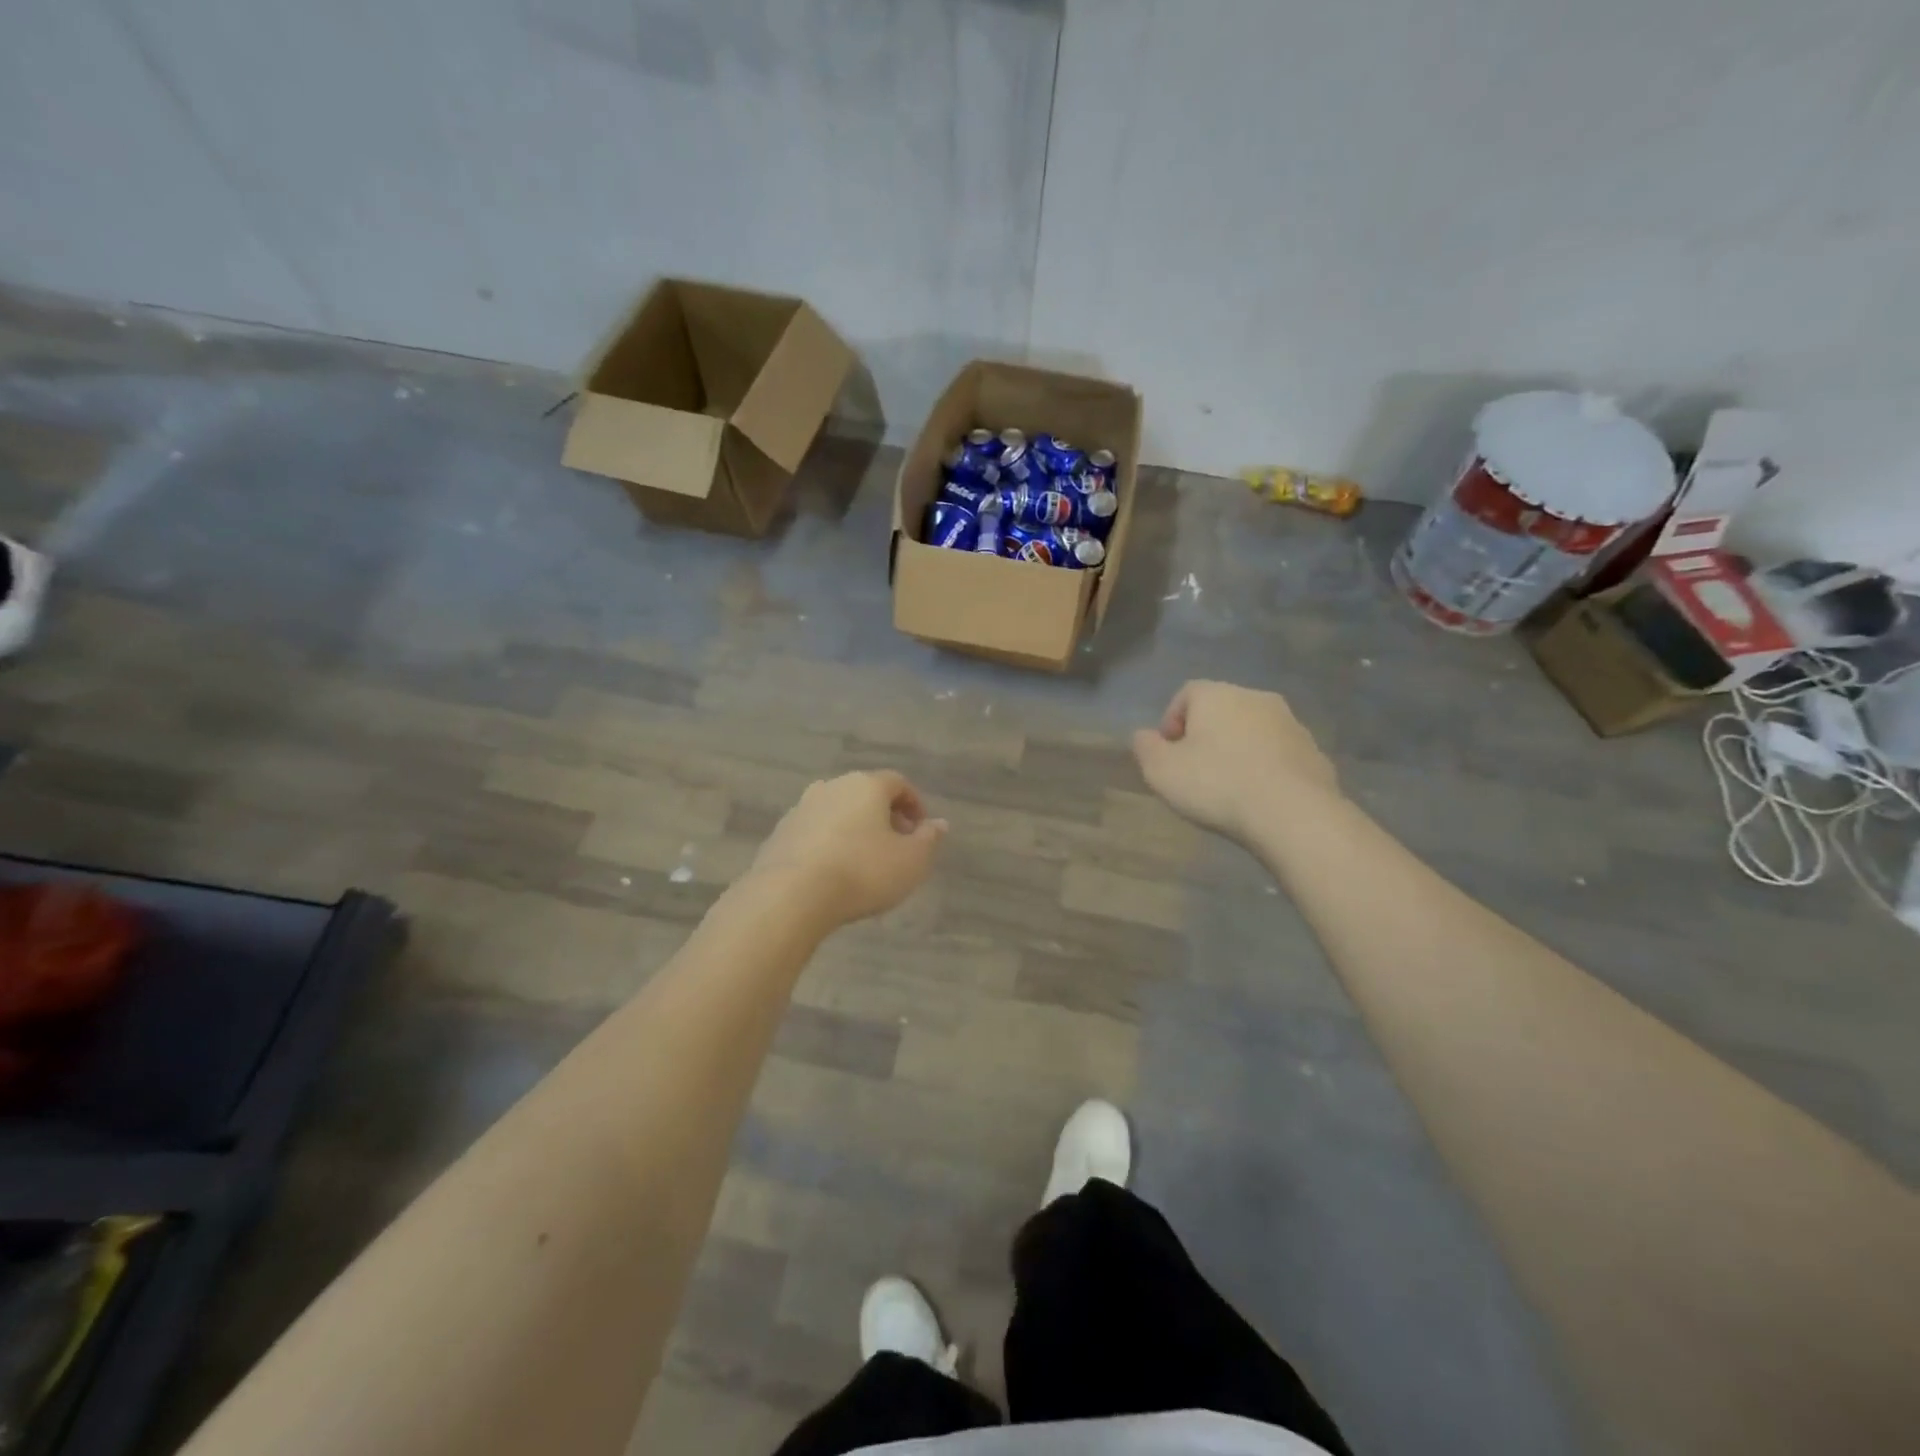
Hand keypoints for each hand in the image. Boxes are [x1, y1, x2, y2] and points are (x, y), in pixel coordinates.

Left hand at [746, 771, 947, 928]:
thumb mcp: (911, 861)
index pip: (898, 782)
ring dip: (854, 829)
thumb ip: (929, 839)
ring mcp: (801, 808)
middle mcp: (832, 787)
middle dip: (884, 816)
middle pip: (865, 794)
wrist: (790, 895)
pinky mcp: (780, 833)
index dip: (914, 804)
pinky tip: (832, 871)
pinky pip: (814, 832)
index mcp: (867, 785)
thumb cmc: (862, 872)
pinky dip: (828, 843)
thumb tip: (939, 824)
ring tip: (864, 861)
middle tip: (896, 845)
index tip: (922, 830)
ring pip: (837, 812)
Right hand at [1132, 680, 1339, 842]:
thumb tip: (1144, 736)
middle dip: (1206, 735)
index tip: (1167, 753)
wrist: (1293, 813)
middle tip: (1194, 770)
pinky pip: (1279, 755)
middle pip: (1222, 710)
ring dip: (1238, 750)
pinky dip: (1265, 768)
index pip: (1186, 694)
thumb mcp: (1161, 770)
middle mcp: (1256, 698)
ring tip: (1228, 787)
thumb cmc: (1217, 784)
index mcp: (1217, 695)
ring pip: (1253, 731)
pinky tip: (1258, 798)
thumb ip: (1145, 748)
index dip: (1171, 721)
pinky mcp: (1314, 753)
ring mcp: (1291, 724)